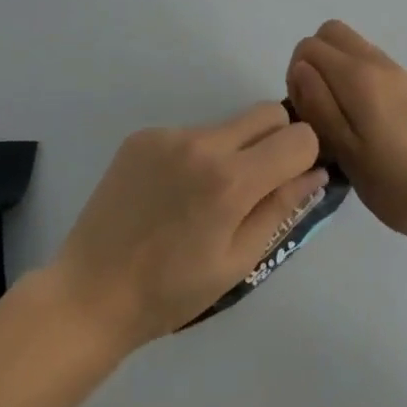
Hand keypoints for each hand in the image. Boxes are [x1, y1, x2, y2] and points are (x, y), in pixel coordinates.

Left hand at [48, 104, 325, 350]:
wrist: (90, 293)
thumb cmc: (170, 292)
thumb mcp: (238, 261)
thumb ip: (282, 209)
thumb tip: (317, 172)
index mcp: (232, 180)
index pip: (299, 136)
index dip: (304, 157)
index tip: (290, 181)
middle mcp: (203, 142)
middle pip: (267, 113)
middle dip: (276, 141)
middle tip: (256, 184)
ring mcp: (169, 134)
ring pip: (227, 124)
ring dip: (233, 150)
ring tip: (204, 197)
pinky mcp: (143, 135)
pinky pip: (190, 132)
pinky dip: (195, 155)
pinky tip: (172, 193)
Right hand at [286, 21, 406, 247]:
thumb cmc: (396, 184)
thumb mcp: (346, 152)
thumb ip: (319, 105)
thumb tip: (301, 68)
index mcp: (358, 77)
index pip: (310, 45)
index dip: (296, 74)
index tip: (305, 111)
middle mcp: (381, 64)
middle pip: (335, 33)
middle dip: (317, 60)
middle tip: (320, 106)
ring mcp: (406, 75)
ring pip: (361, 50)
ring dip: (343, 72)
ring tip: (349, 123)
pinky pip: (384, 72)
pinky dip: (368, 85)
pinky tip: (381, 131)